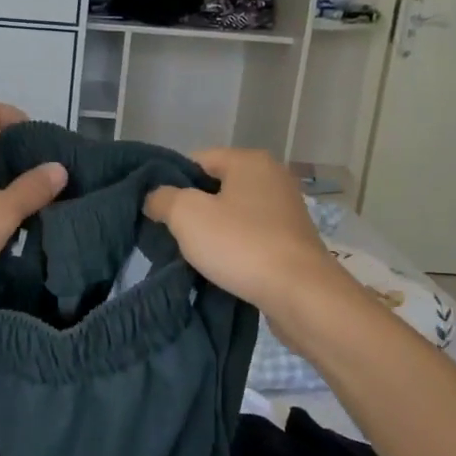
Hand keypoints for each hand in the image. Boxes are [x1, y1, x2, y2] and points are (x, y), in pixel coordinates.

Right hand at [146, 149, 359, 323]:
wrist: (301, 295)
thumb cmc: (241, 244)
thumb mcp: (186, 215)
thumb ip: (162, 198)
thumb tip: (155, 197)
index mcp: (249, 161)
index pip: (196, 160)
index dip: (171, 183)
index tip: (157, 211)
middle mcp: (272, 177)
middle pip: (215, 187)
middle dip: (191, 209)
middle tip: (170, 234)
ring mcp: (286, 210)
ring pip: (232, 214)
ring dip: (212, 232)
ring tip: (193, 255)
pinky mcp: (292, 241)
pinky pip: (250, 236)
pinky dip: (234, 248)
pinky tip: (221, 267)